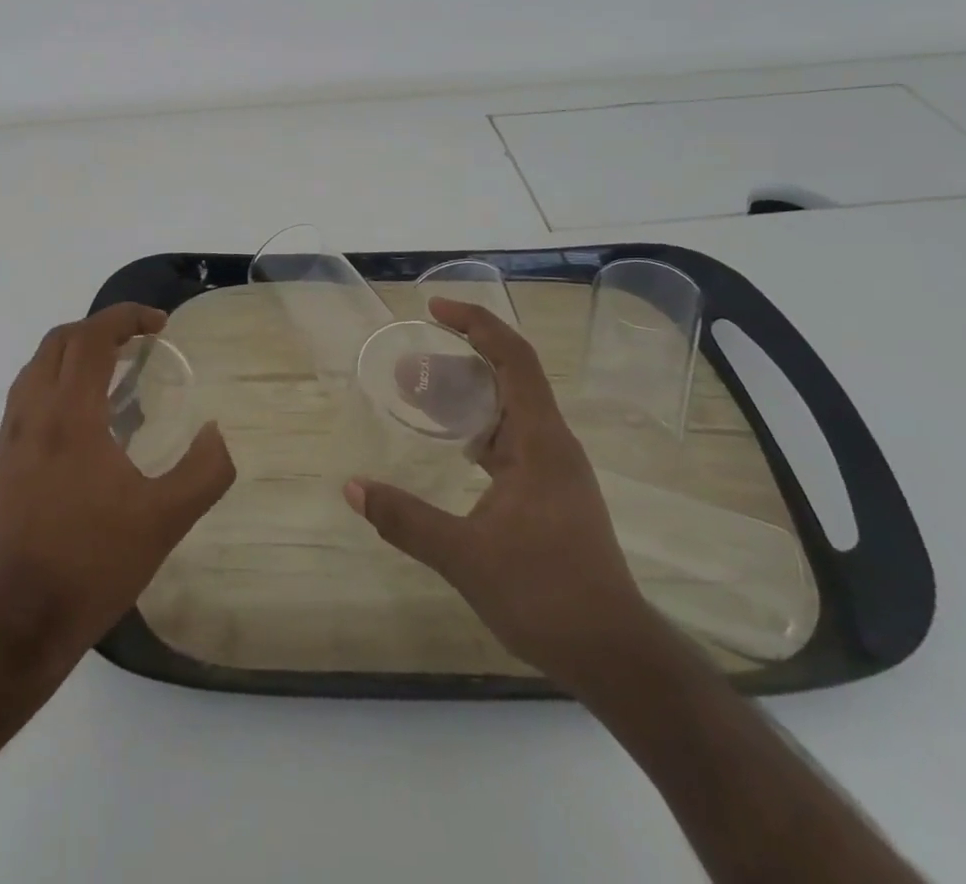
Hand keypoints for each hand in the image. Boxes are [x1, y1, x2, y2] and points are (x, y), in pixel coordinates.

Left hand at [0, 303, 235, 673]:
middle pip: (59, 341)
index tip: (159, 324)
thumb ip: (204, 472)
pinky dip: (54, 382)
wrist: (12, 626)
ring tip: (111, 373)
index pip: (91, 337)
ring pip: (36, 367)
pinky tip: (80, 421)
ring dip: (72, 353)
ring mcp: (9, 439)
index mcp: (70, 415)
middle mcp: (32, 414)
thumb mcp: (164, 522)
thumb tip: (216, 432)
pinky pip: (25, 398)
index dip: (126, 317)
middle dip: (99, 328)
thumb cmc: (91, 565)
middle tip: (137, 342)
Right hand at [345, 296, 650, 692]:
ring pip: (508, 409)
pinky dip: (477, 428)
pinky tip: (452, 445)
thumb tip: (351, 487)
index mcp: (540, 441)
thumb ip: (405, 519)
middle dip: (458, 358)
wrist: (613, 655)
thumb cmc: (545, 594)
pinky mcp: (551, 493)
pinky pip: (510, 439)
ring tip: (418, 395)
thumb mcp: (465, 556)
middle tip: (409, 364)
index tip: (435, 310)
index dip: (477, 324)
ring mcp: (554, 470)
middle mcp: (551, 444)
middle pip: (508, 376)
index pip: (513, 358)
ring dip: (466, 395)